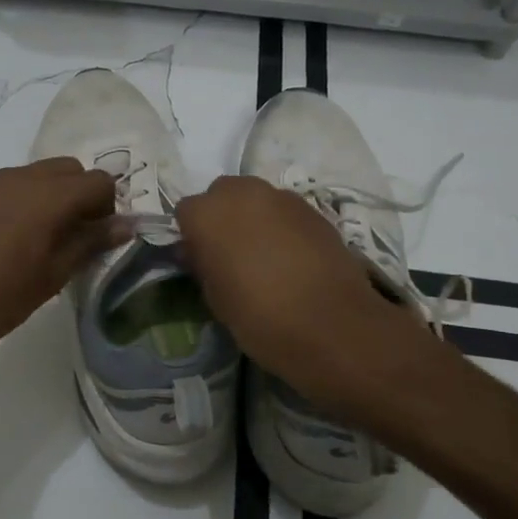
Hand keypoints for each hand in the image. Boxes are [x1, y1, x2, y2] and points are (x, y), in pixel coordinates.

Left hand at [0, 158, 122, 370]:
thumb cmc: (1, 298)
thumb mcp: (54, 275)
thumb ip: (91, 242)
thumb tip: (126, 225)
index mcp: (49, 197)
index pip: (99, 181)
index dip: (107, 207)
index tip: (97, 237)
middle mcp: (23, 177)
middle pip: (71, 169)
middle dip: (82, 195)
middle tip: (75, 234)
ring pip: (40, 173)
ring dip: (53, 194)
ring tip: (43, 236)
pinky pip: (12, 182)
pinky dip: (25, 197)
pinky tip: (12, 235)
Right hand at [176, 175, 424, 413]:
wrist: (331, 325)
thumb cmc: (259, 317)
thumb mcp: (215, 298)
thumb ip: (202, 265)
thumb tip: (200, 252)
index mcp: (207, 214)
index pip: (186, 213)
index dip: (192, 236)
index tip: (200, 260)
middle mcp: (242, 193)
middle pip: (222, 194)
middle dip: (222, 217)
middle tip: (230, 253)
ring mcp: (281, 197)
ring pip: (256, 199)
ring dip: (253, 219)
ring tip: (263, 256)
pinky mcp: (313, 210)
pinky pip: (285, 212)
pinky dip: (282, 227)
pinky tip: (291, 258)